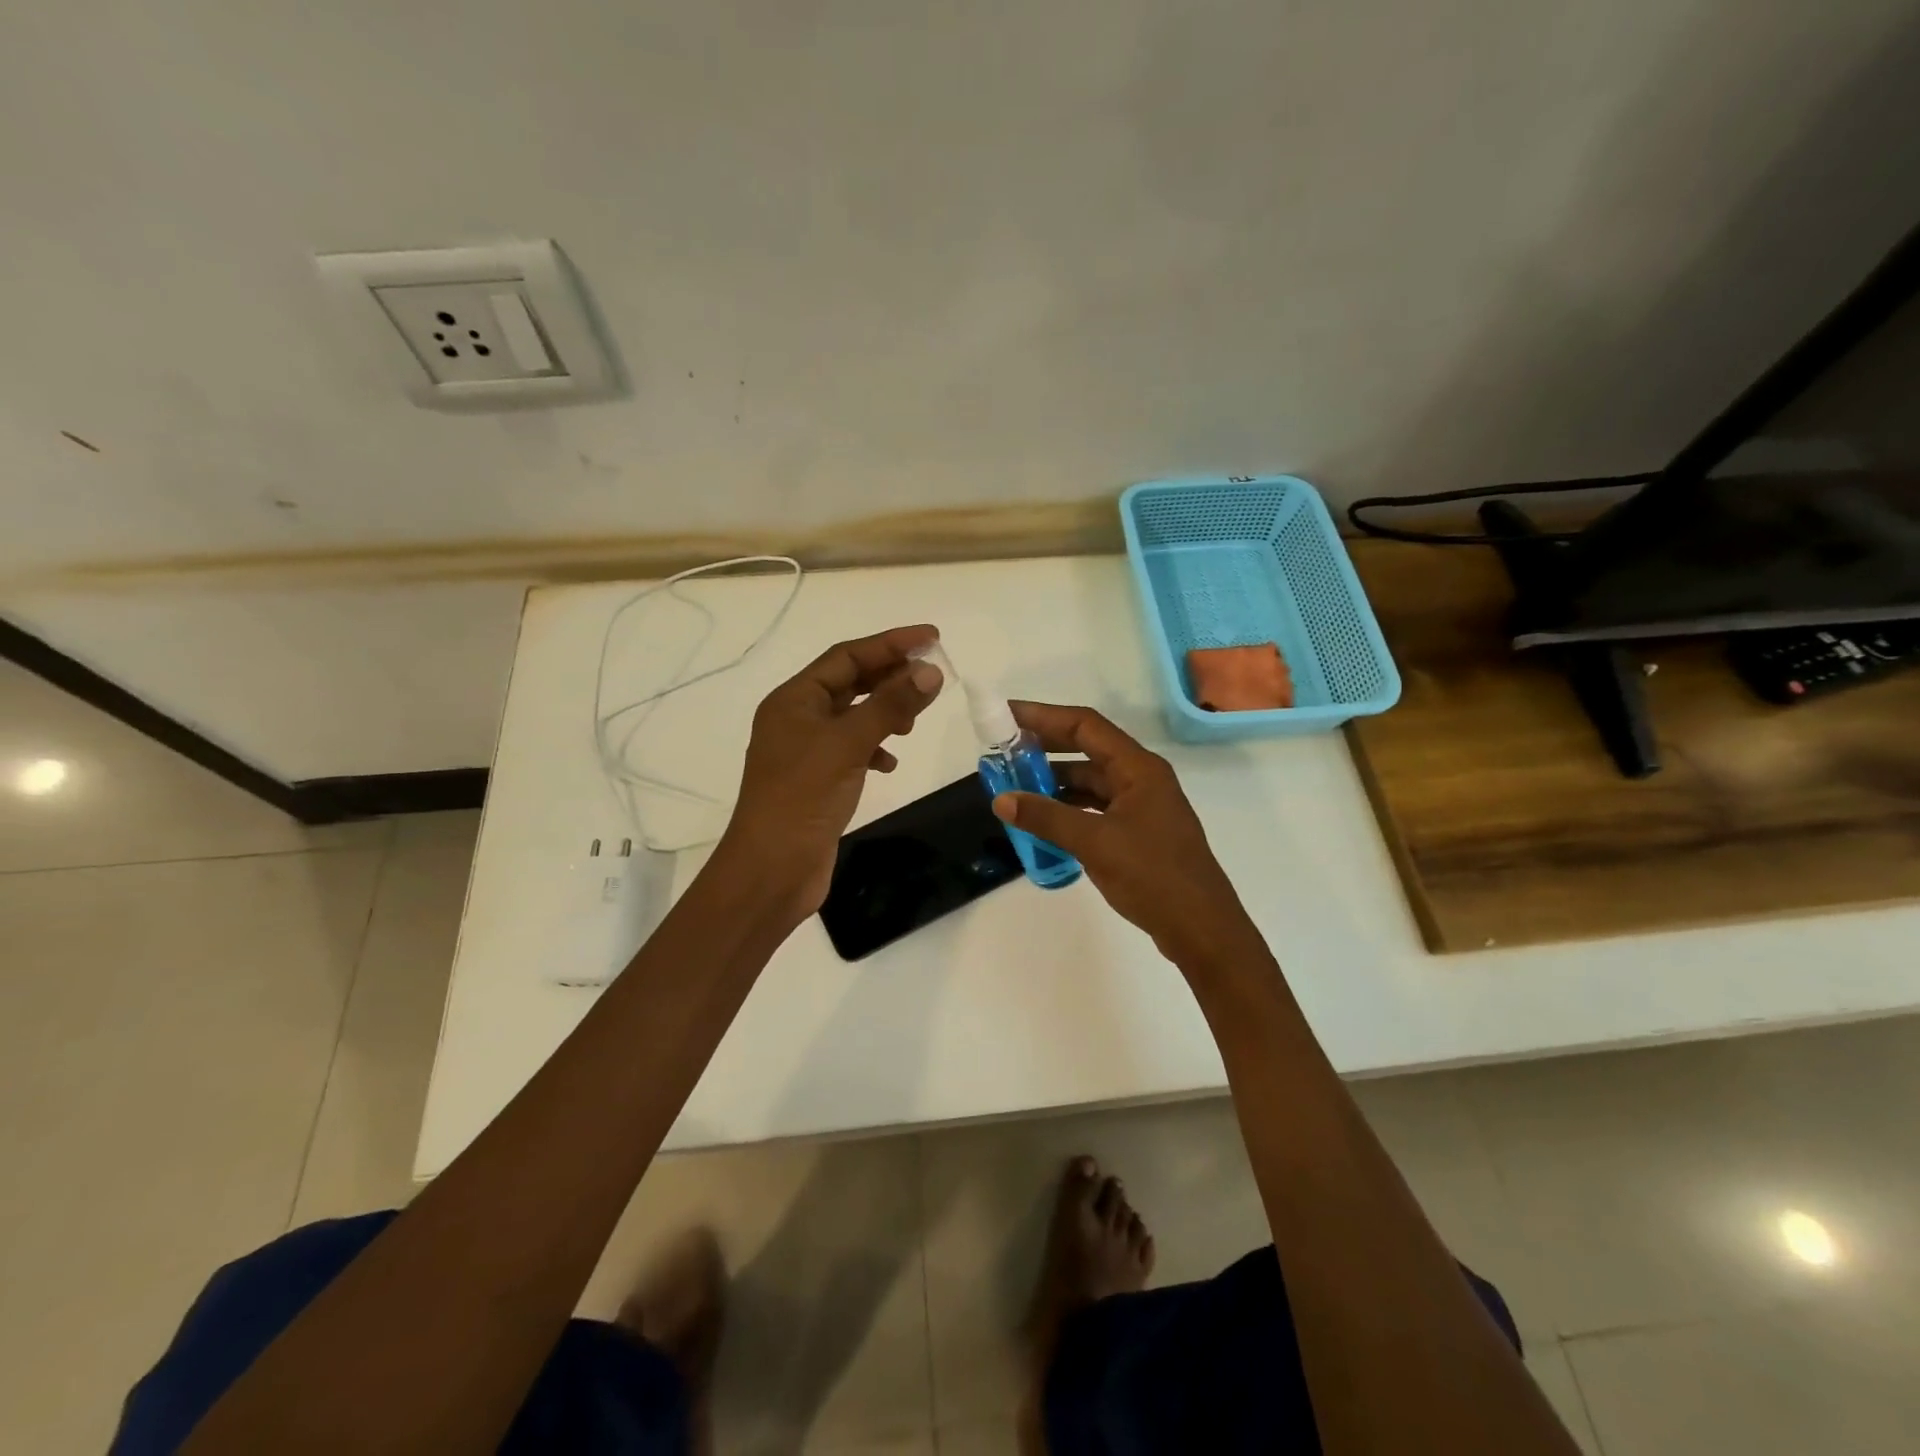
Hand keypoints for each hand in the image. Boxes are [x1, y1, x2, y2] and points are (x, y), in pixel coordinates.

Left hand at [716, 625, 943, 919]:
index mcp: (794, 699)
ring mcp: (806, 751)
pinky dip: (875, 748)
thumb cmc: (803, 797)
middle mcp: (797, 718)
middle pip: (850, 682)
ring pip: (853, 716)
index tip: (931, 638)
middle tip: (931, 676)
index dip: (889, 644)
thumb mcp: (849, 744)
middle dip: (890, 676)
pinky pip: (852, 749)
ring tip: (912, 723)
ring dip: (885, 712)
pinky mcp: (818, 780)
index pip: (846, 656)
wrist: (772, 869)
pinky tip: (891, 762)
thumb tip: (930, 671)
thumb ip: (890, 705)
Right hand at [990, 703, 1257, 965]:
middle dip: (1045, 748)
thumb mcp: (1094, 843)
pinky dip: (1067, 809)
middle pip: (1086, 749)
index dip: (1044, 716)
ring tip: (1015, 786)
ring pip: (1089, 782)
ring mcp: (1140, 807)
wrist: (1201, 928)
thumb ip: (1046, 818)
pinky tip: (1042, 821)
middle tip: (1004, 750)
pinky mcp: (1136, 832)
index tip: (1007, 715)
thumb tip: (1001, 800)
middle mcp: (1140, 779)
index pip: (1085, 726)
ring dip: (1054, 782)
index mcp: (1138, 768)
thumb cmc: (1153, 876)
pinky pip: (1094, 809)